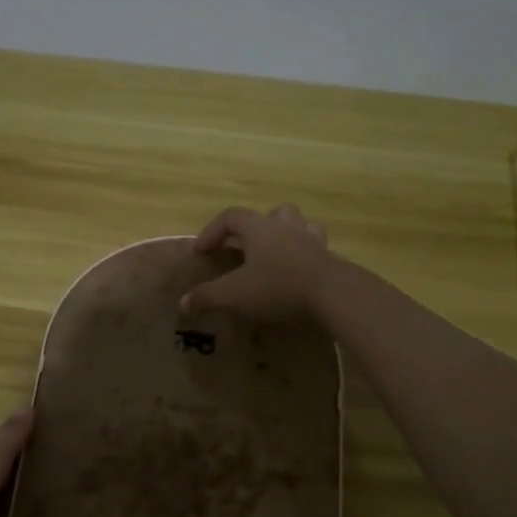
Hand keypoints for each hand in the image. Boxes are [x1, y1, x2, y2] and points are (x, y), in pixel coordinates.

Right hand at [180, 204, 334, 321]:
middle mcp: (286, 226)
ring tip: (274, 254)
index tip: (201, 252)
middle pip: (269, 213)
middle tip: (242, 248)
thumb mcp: (235, 294)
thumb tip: (182, 304)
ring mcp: (312, 240)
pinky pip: (315, 249)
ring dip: (283, 234)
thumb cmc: (278, 286)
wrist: (334, 294)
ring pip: (297, 225)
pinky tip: (299, 273)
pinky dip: (304, 256)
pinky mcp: (330, 258)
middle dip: (253, 228)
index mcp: (259, 227)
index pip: (230, 217)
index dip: (211, 231)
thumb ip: (207, 296)